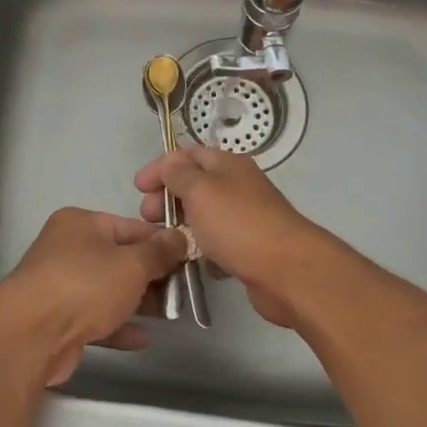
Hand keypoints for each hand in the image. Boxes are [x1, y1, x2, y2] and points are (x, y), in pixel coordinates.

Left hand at [0, 208, 186, 385]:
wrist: (30, 335)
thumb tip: (180, 236)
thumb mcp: (132, 263)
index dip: (161, 242)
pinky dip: (118, 325)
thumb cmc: (84, 285)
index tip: (188, 259)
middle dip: (151, 275)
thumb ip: (160, 251)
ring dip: (137, 302)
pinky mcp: (58, 320)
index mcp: (81, 223)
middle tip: (181, 291)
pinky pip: (95, 318)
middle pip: (119, 258)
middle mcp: (67, 248)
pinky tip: (142, 338)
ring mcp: (60, 285)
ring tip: (169, 314)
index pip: (130, 227)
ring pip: (107, 290)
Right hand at [135, 148, 332, 327]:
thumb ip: (179, 174)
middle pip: (195, 185)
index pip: (188, 155)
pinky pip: (217, 242)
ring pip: (204, 215)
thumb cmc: (238, 224)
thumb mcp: (201, 190)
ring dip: (181, 224)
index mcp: (228, 164)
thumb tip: (169, 164)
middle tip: (148, 217)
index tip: (138, 188)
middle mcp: (238, 186)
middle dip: (167, 197)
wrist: (287, 271)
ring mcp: (245, 218)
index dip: (160, 167)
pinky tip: (190, 260)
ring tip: (163, 240)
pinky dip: (201, 248)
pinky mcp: (249, 248)